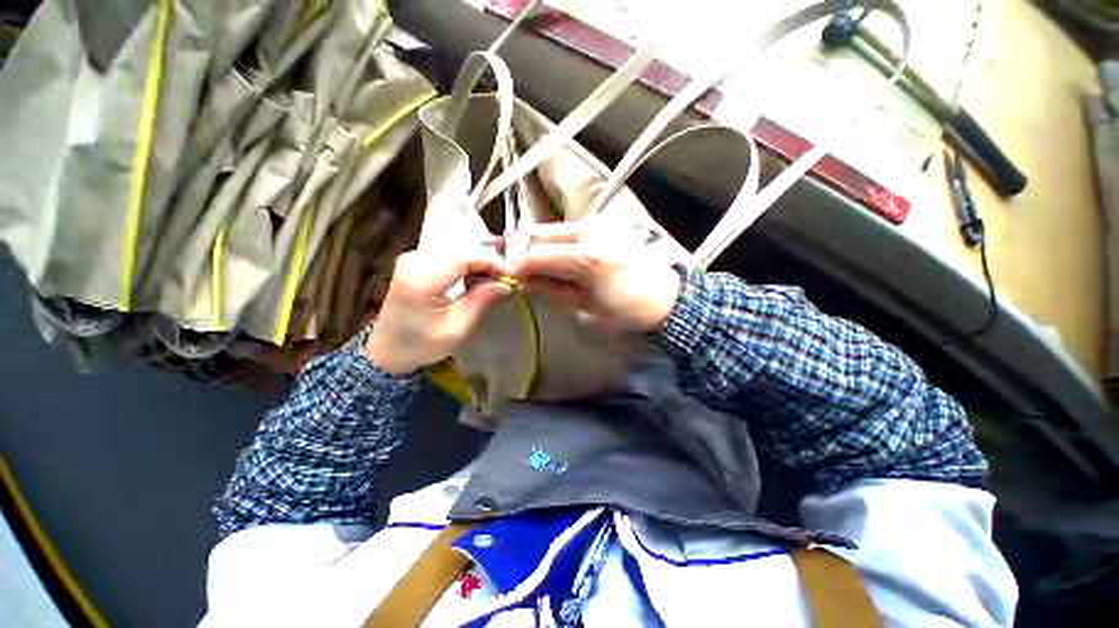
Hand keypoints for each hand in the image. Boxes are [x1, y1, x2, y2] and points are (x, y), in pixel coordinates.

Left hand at [366, 247, 512, 375]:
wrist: (388, 349)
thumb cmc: (422, 345)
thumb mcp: (457, 328)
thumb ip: (481, 301)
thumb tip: (506, 284)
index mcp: (421, 279)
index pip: (465, 256)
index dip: (493, 263)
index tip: (511, 277)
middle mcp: (414, 260)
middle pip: (462, 247)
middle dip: (488, 261)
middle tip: (504, 280)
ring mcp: (413, 257)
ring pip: (457, 246)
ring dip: (479, 260)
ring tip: (493, 279)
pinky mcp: (415, 260)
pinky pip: (449, 251)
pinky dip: (467, 261)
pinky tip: (475, 276)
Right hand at [511, 216, 681, 332]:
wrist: (667, 297)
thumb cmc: (629, 310)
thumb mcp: (587, 308)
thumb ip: (553, 292)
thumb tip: (526, 285)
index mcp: (584, 257)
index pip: (535, 254)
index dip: (519, 268)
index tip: (514, 280)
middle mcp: (588, 231)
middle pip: (539, 233)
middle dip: (528, 253)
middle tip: (529, 275)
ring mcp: (598, 223)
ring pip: (553, 228)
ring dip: (543, 247)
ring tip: (548, 270)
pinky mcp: (605, 223)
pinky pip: (570, 229)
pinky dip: (560, 243)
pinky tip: (566, 261)